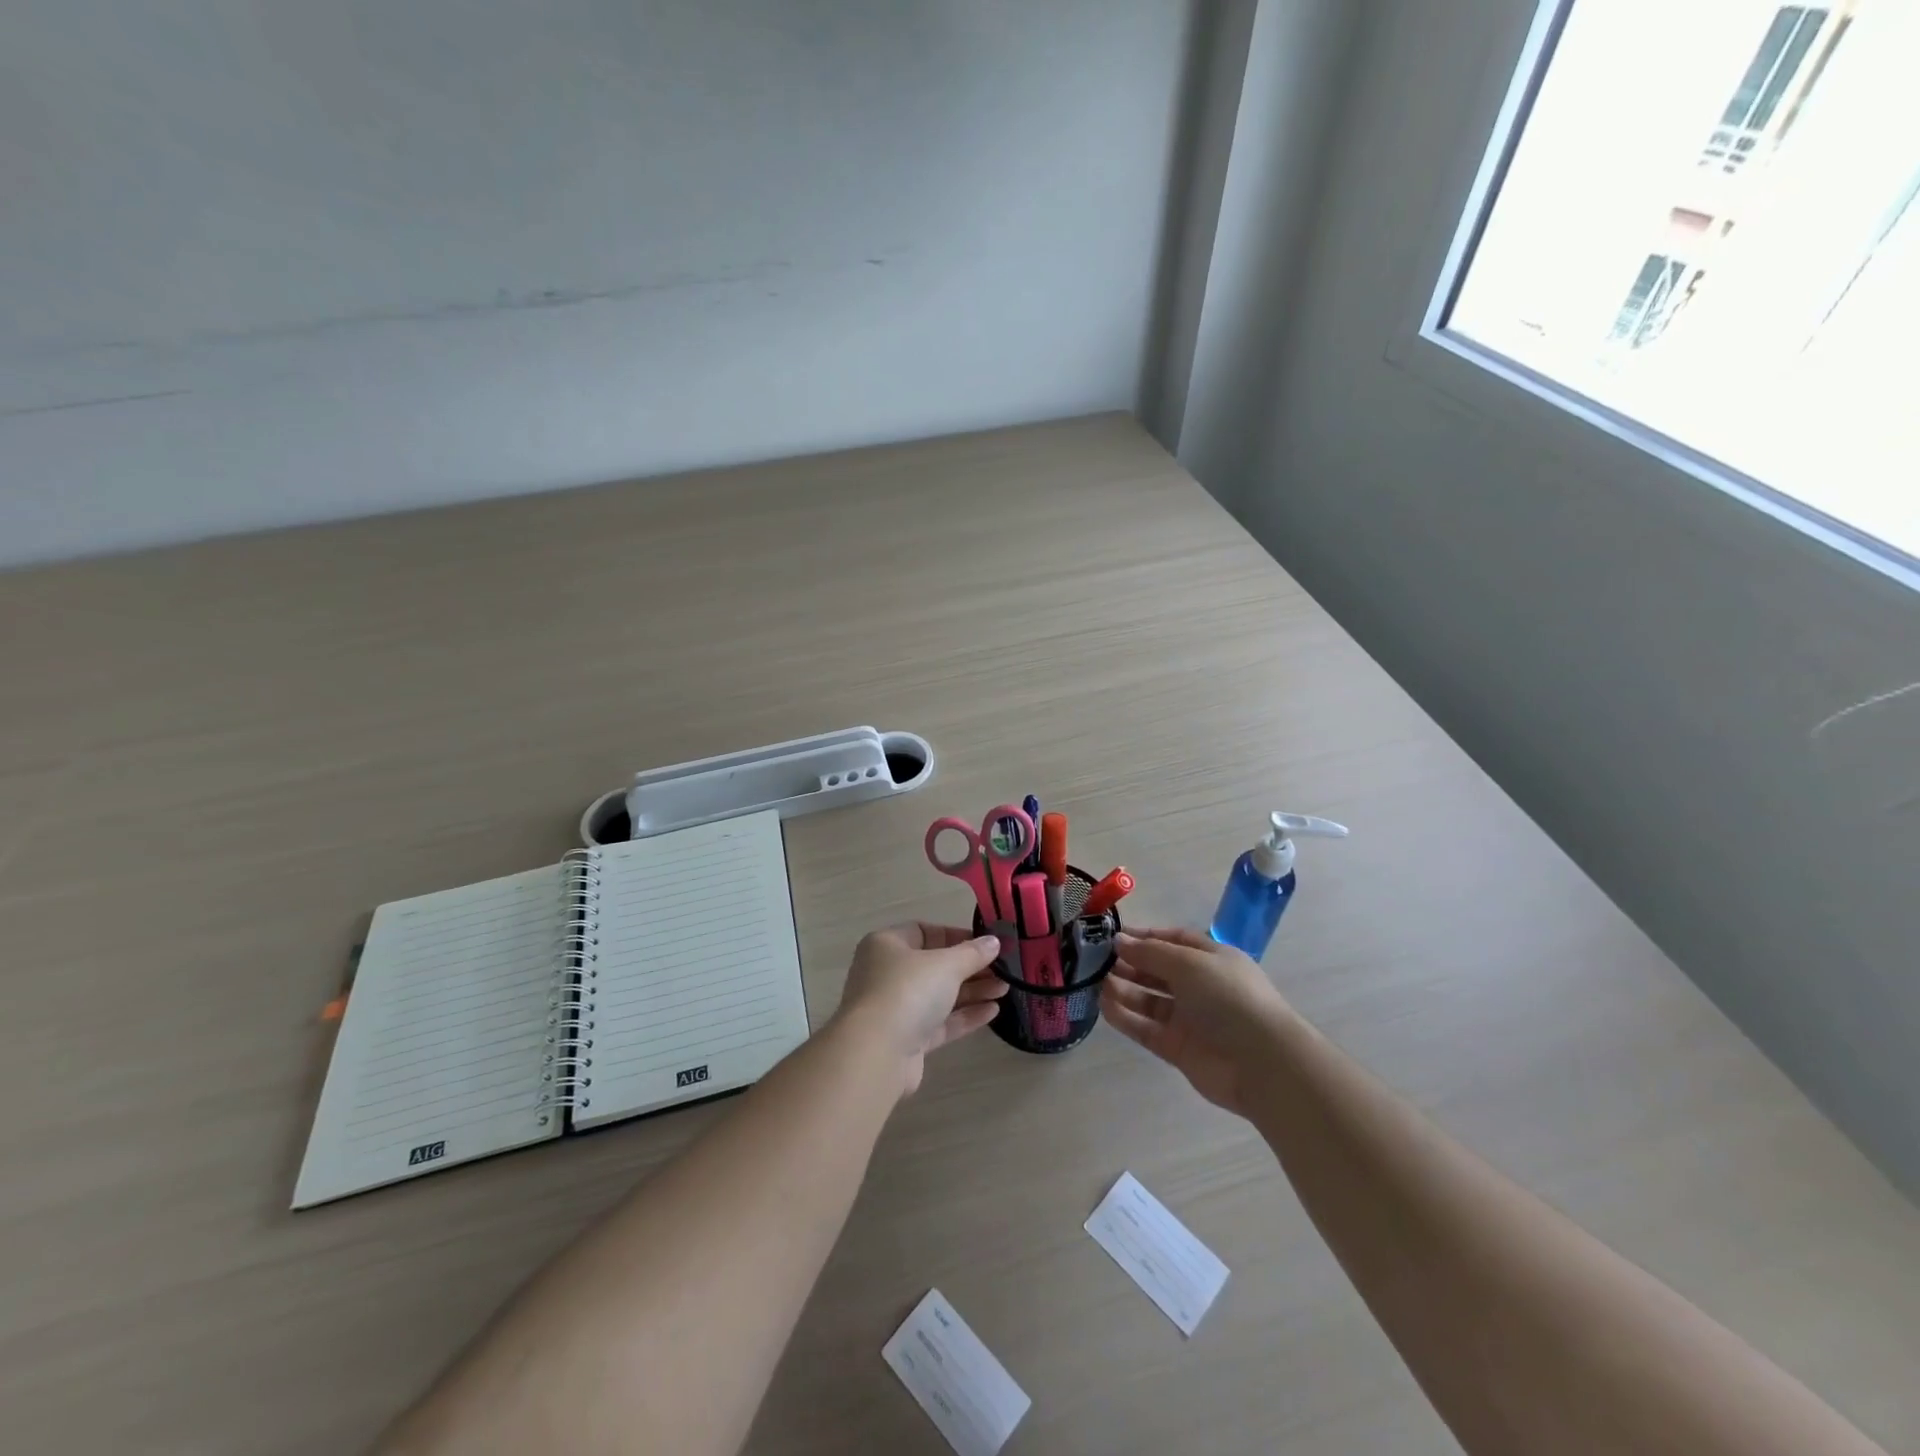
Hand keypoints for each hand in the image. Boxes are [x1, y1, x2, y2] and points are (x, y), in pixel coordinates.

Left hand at [832, 923, 1008, 1095]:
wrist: (877, 1053)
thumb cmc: (908, 991)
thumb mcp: (946, 964)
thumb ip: (972, 953)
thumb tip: (993, 942)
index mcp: (886, 945)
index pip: (923, 931)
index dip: (956, 936)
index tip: (986, 944)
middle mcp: (887, 974)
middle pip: (934, 966)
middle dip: (970, 967)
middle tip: (1003, 969)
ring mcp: (896, 1009)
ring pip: (939, 995)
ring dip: (972, 991)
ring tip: (1005, 989)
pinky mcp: (906, 1040)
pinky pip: (940, 1022)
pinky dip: (964, 1016)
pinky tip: (993, 1011)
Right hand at [1100, 928, 1294, 1115]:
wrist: (1261, 1063)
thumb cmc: (1228, 998)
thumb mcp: (1188, 963)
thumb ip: (1150, 952)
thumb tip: (1118, 940)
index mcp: (1212, 959)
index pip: (1174, 940)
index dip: (1145, 936)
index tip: (1112, 935)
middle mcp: (1201, 986)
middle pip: (1158, 970)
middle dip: (1130, 962)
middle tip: (1095, 959)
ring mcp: (1190, 1019)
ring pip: (1149, 1000)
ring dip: (1124, 989)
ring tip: (1095, 981)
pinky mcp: (1179, 1048)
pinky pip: (1146, 1029)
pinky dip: (1126, 1018)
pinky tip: (1104, 1007)